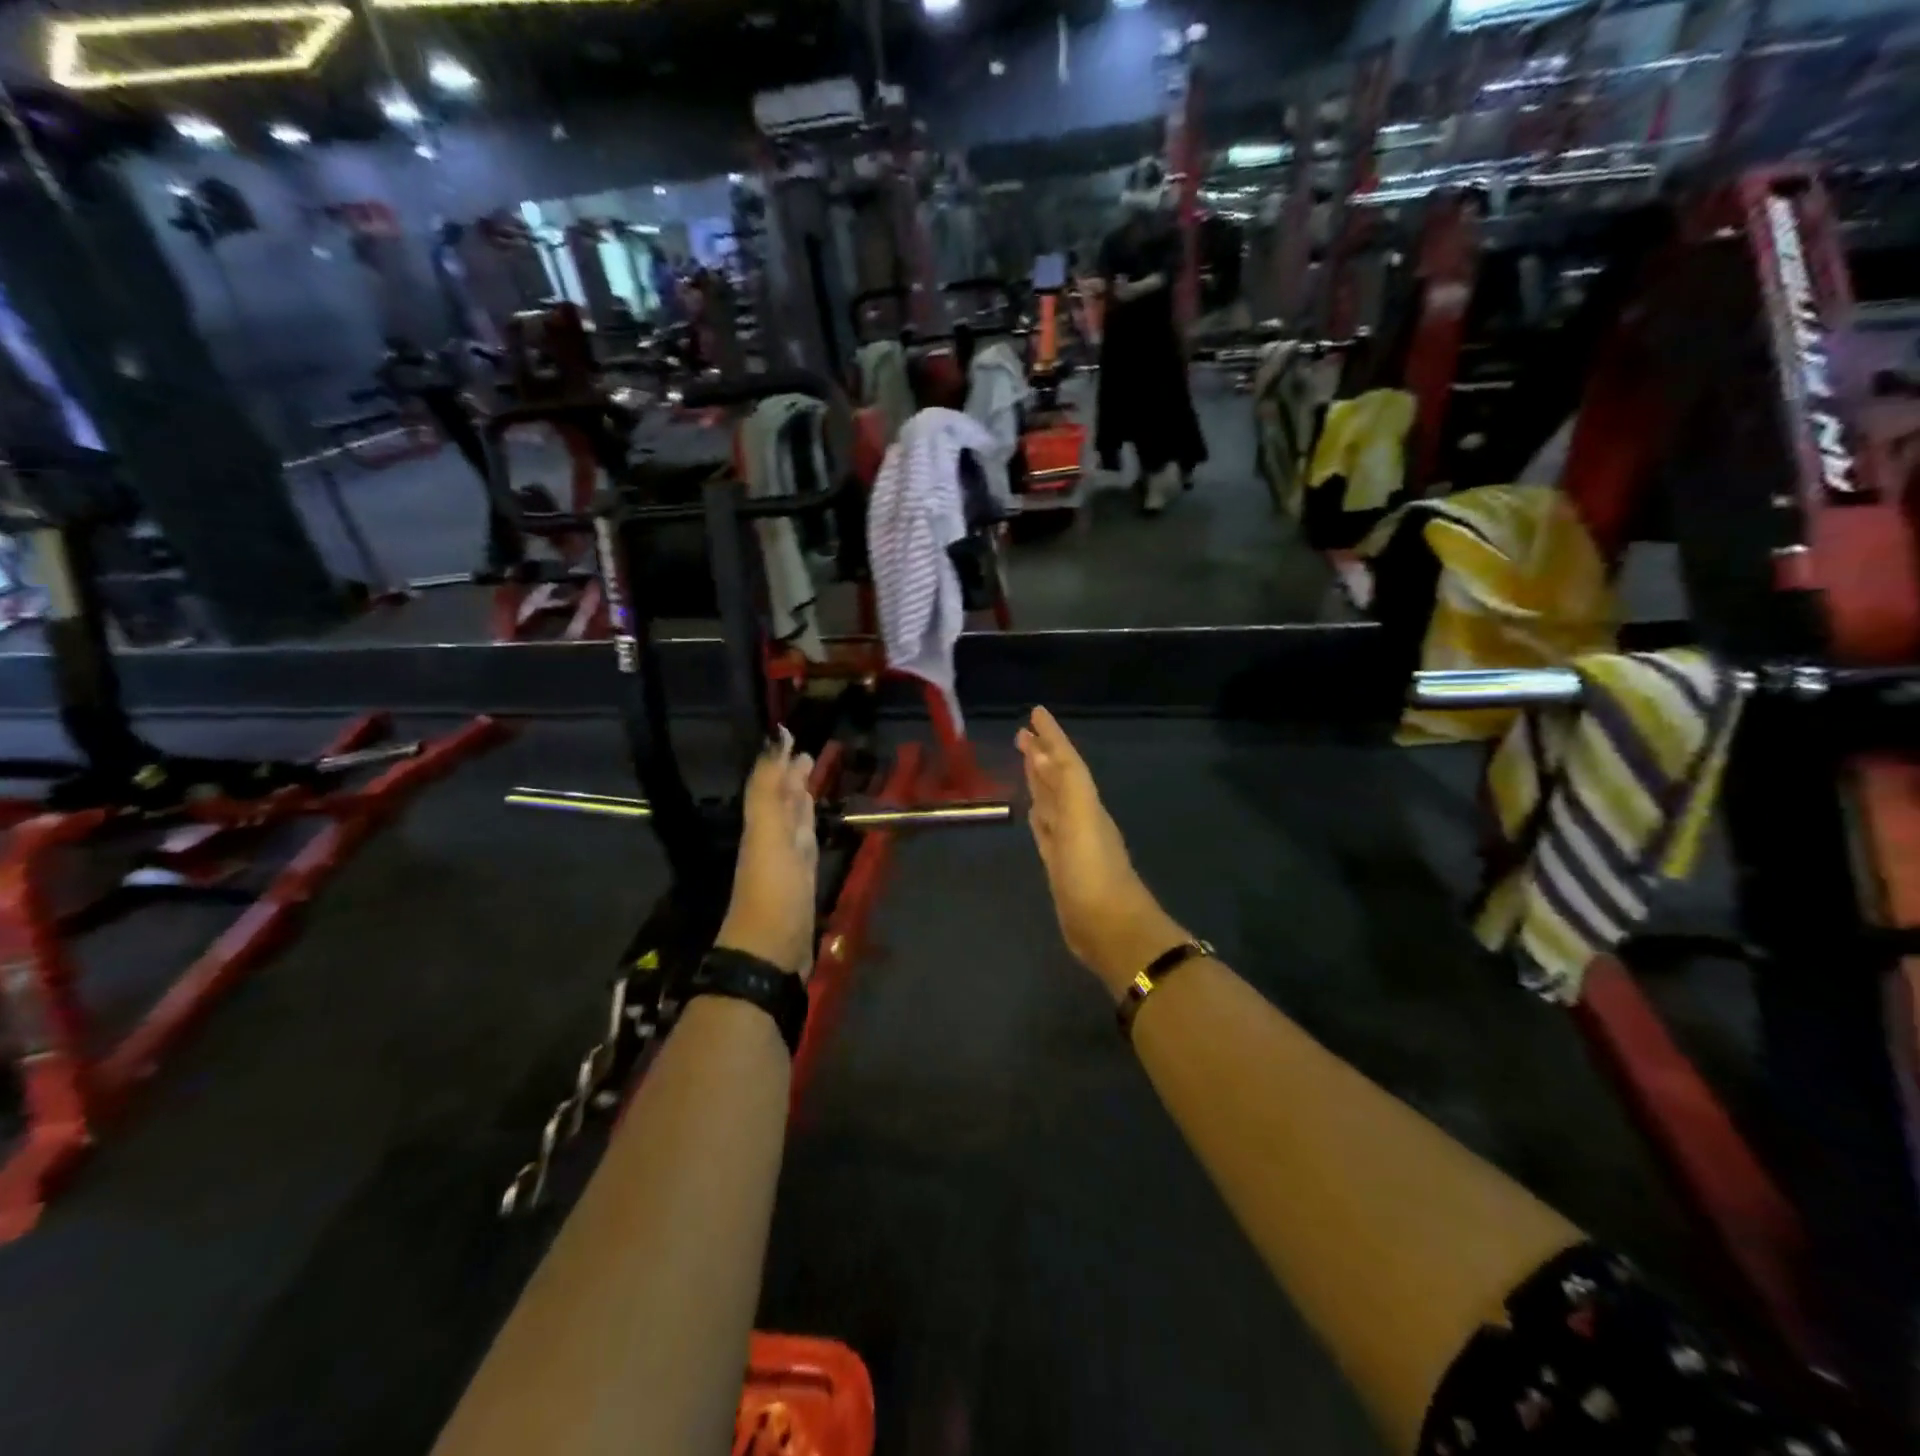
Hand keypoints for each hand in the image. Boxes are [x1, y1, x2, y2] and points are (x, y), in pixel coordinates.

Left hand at [715, 730, 818, 978]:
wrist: (771, 949)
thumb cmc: (773, 888)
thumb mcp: (767, 831)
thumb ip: (769, 787)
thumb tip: (776, 738)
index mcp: (762, 823)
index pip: (771, 783)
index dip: (779, 760)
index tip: (791, 734)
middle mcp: (773, 836)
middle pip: (782, 800)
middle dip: (792, 776)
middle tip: (808, 754)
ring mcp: (788, 860)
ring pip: (794, 820)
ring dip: (802, 799)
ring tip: (813, 780)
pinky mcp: (803, 881)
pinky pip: (806, 843)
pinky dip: (810, 828)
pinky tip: (814, 826)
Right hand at [1016, 707, 1188, 999]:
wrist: (1111, 930)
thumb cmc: (1094, 874)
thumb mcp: (1081, 822)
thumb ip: (1063, 787)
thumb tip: (1040, 753)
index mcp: (1085, 804)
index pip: (1066, 761)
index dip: (1052, 737)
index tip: (1035, 712)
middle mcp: (1079, 817)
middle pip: (1057, 778)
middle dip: (1042, 755)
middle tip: (1021, 734)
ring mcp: (1070, 843)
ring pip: (1052, 803)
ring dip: (1040, 782)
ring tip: (1025, 762)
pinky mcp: (1060, 867)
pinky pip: (1047, 832)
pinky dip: (1040, 817)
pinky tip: (1033, 813)